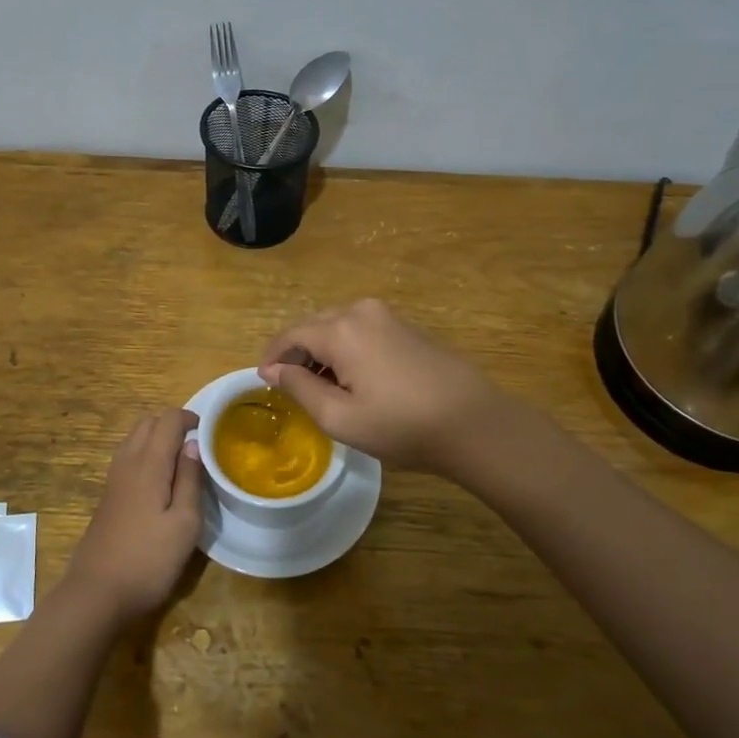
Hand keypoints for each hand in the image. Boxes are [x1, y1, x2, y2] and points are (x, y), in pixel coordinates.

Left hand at [64, 408, 202, 621]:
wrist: (97, 593)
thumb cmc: (148, 559)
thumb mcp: (184, 523)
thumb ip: (190, 479)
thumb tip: (193, 445)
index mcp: (149, 463)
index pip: (168, 419)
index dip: (189, 418)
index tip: (209, 434)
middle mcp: (128, 462)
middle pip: (147, 422)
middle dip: (172, 424)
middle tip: (196, 447)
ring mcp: (113, 479)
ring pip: (134, 439)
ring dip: (157, 439)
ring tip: (180, 463)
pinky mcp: (108, 496)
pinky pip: (128, 458)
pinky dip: (145, 455)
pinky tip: (160, 484)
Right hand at [258, 298, 506, 473]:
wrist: (474, 422)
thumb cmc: (402, 425)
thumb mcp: (340, 418)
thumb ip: (300, 389)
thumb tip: (275, 371)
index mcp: (341, 330)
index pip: (291, 335)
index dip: (272, 358)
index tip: (263, 381)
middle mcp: (361, 312)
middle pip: (313, 326)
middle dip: (296, 353)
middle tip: (290, 387)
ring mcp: (387, 316)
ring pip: (337, 327)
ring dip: (321, 351)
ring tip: (320, 387)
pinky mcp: (406, 327)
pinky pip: (360, 331)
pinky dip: (345, 349)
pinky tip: (352, 379)